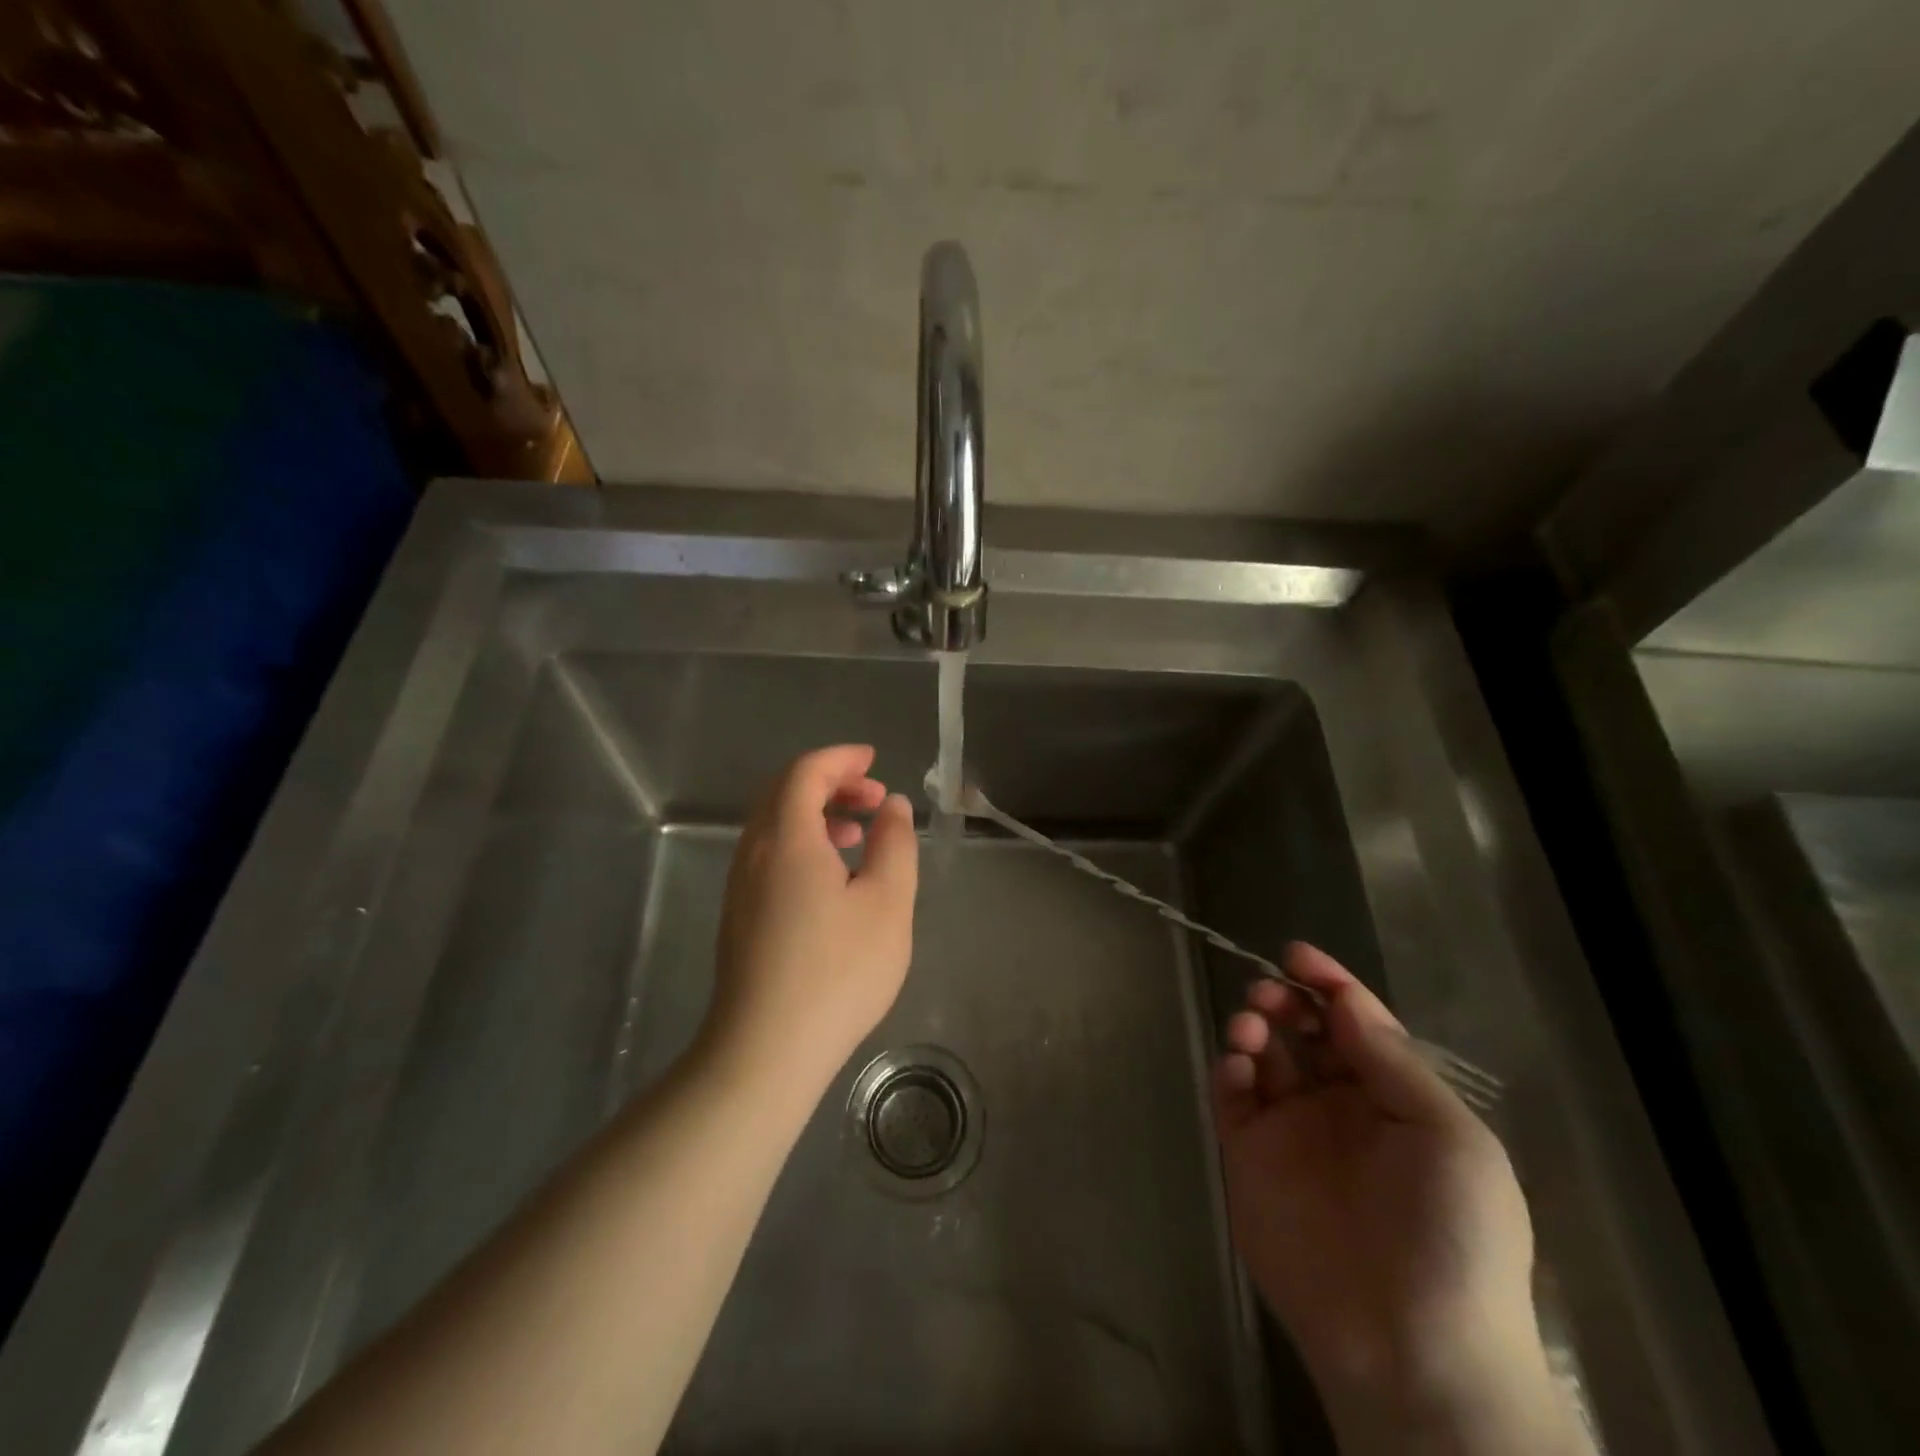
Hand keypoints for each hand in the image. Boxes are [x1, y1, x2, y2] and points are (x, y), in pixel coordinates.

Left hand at [704, 745, 918, 1089]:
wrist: (765, 1051)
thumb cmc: (836, 972)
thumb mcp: (887, 903)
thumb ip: (894, 844)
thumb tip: (892, 806)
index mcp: (786, 839)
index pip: (805, 772)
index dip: (841, 758)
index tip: (874, 761)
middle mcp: (754, 852)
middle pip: (783, 792)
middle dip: (830, 783)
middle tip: (873, 798)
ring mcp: (740, 886)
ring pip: (773, 825)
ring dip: (815, 813)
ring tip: (857, 833)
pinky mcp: (738, 915)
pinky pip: (768, 853)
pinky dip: (800, 842)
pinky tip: (831, 877)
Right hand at [1213, 944, 1556, 1447]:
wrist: (1408, 1347)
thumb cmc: (1450, 1236)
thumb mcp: (1450, 1139)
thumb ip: (1393, 1064)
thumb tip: (1346, 1002)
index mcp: (1395, 1100)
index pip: (1357, 1024)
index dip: (1330, 984)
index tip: (1295, 954)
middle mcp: (1340, 1106)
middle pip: (1304, 1031)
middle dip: (1286, 1000)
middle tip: (1270, 992)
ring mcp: (1291, 1131)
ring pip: (1264, 1056)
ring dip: (1254, 1027)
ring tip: (1253, 1025)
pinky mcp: (1249, 1156)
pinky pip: (1232, 1097)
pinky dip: (1228, 1069)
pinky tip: (1239, 1065)